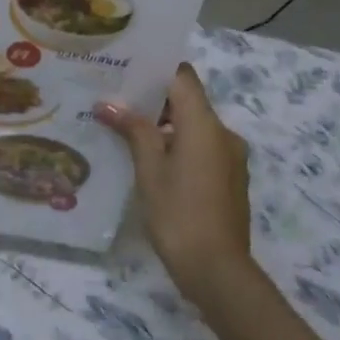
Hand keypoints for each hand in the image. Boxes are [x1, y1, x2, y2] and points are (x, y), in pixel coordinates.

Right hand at [96, 64, 252, 302]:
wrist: (218, 270)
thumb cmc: (178, 213)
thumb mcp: (149, 169)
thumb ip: (132, 130)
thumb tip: (108, 104)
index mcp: (205, 124)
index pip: (182, 77)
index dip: (156, 69)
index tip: (126, 70)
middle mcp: (224, 133)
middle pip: (189, 101)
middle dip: (154, 99)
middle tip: (116, 101)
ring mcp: (231, 157)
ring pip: (195, 126)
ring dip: (165, 125)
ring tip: (127, 131)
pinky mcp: (230, 179)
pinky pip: (203, 148)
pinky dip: (179, 145)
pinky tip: (152, 162)